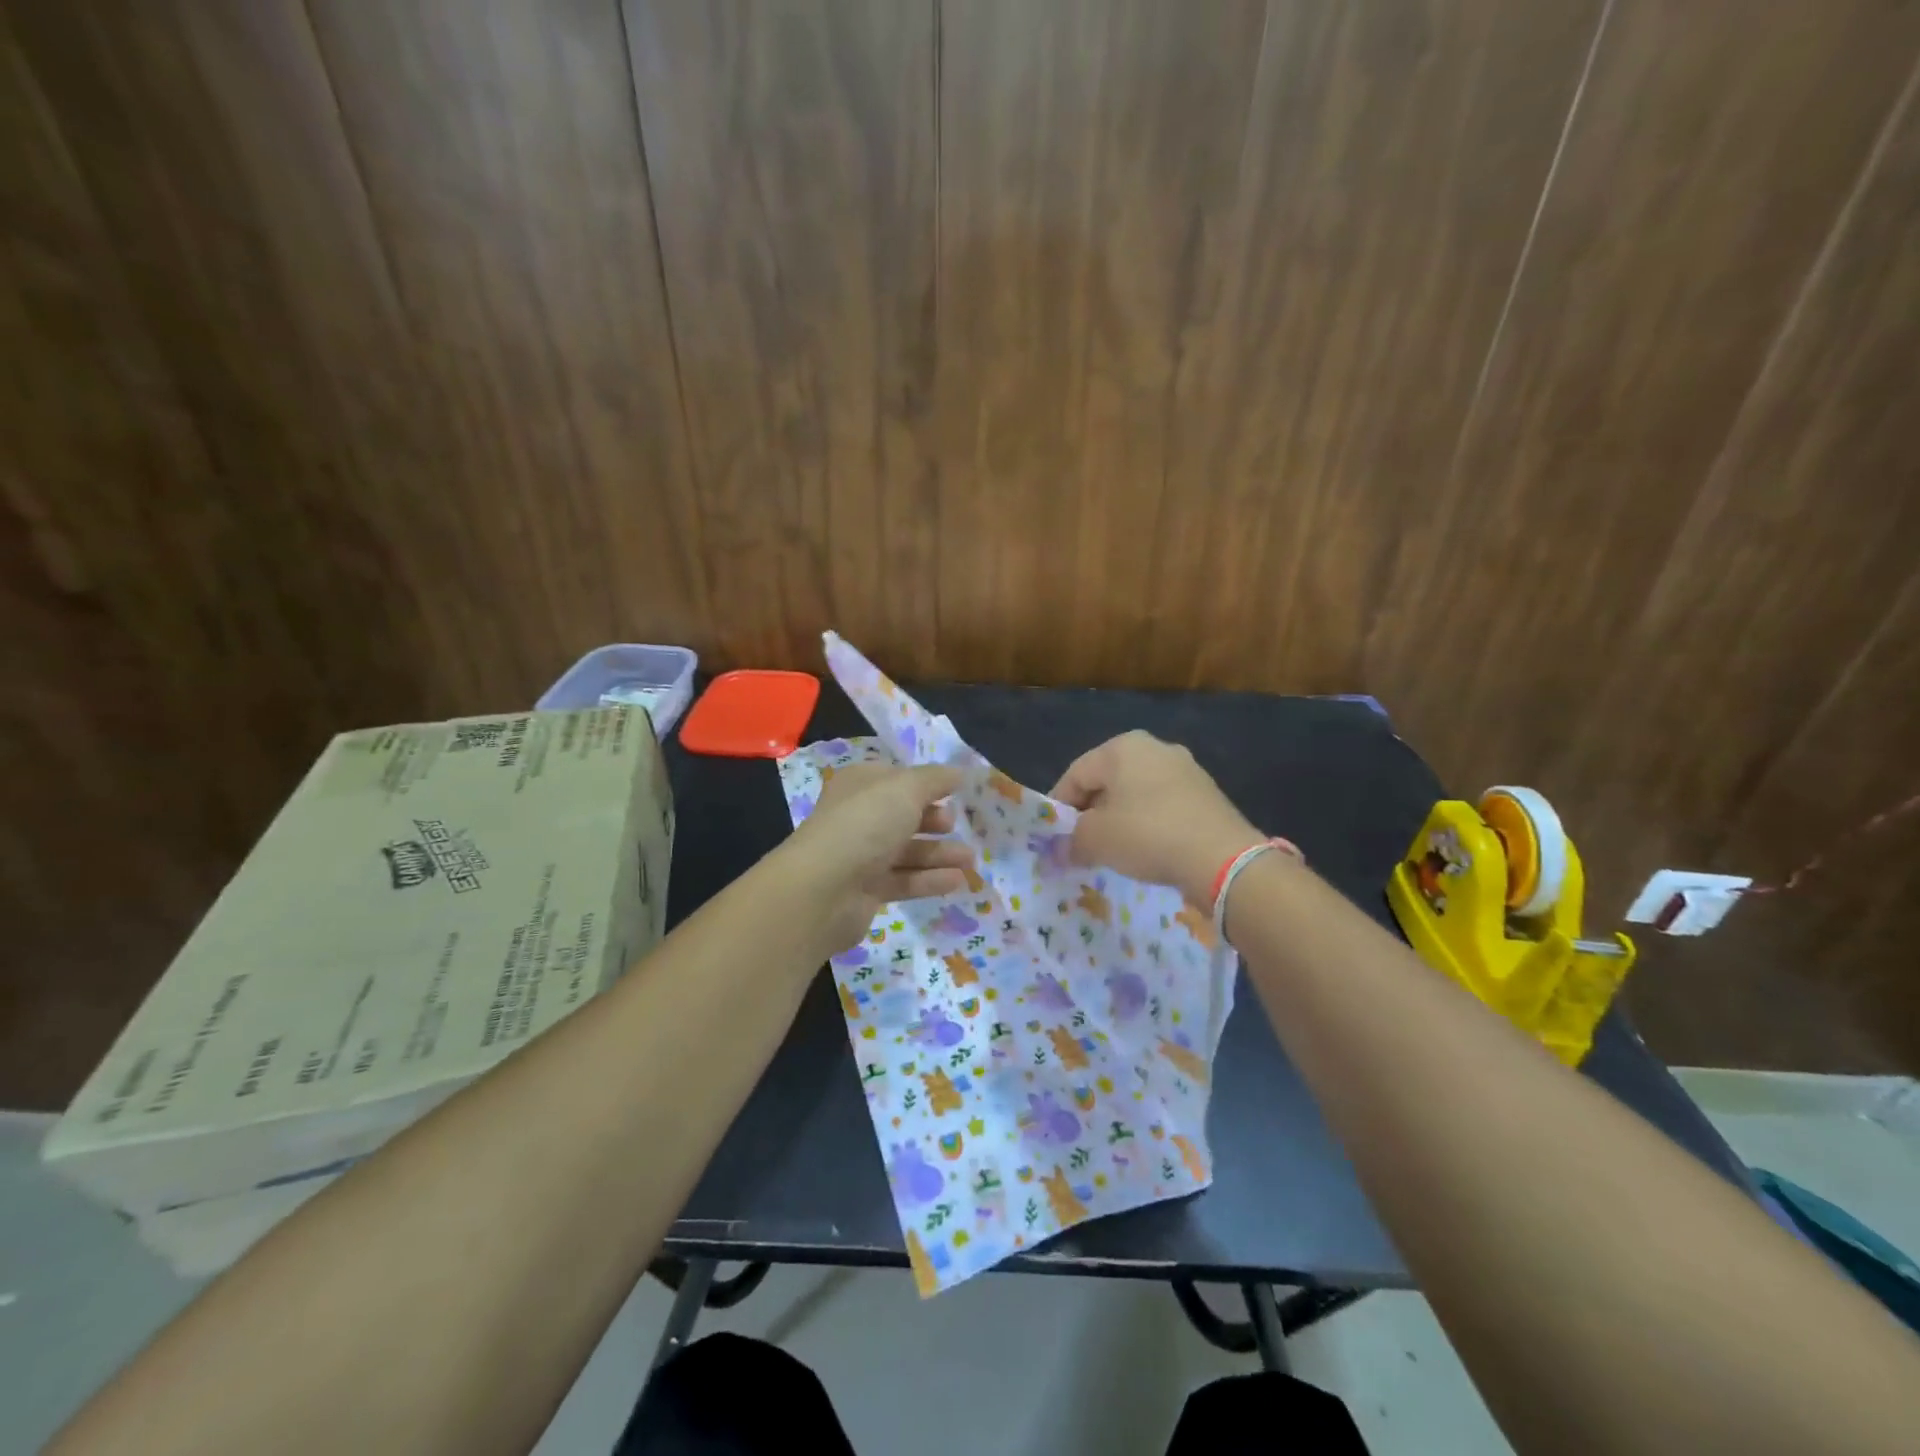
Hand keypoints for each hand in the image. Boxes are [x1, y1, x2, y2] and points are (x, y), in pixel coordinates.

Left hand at [785, 763, 973, 951]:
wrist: (824, 889)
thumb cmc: (866, 824)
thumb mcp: (907, 789)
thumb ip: (936, 779)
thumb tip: (960, 773)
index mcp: (860, 785)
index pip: (897, 779)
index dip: (926, 783)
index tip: (956, 791)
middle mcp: (858, 817)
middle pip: (903, 816)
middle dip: (934, 820)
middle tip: (957, 825)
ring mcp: (860, 855)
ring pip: (907, 851)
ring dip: (939, 853)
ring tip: (970, 859)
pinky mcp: (866, 890)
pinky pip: (904, 880)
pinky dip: (930, 879)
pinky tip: (957, 880)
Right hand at [1051, 731, 1262, 903]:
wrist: (1222, 858)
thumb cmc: (1147, 835)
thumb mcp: (1095, 840)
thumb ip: (1070, 841)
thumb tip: (1060, 851)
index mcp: (1122, 746)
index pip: (1075, 774)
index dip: (1059, 807)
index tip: (1053, 837)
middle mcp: (1155, 747)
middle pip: (1107, 781)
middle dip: (1090, 813)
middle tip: (1081, 845)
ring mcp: (1186, 769)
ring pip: (1136, 794)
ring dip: (1120, 820)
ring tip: (1113, 851)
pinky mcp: (1207, 794)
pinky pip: (1163, 807)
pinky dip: (1148, 825)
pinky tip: (1147, 850)